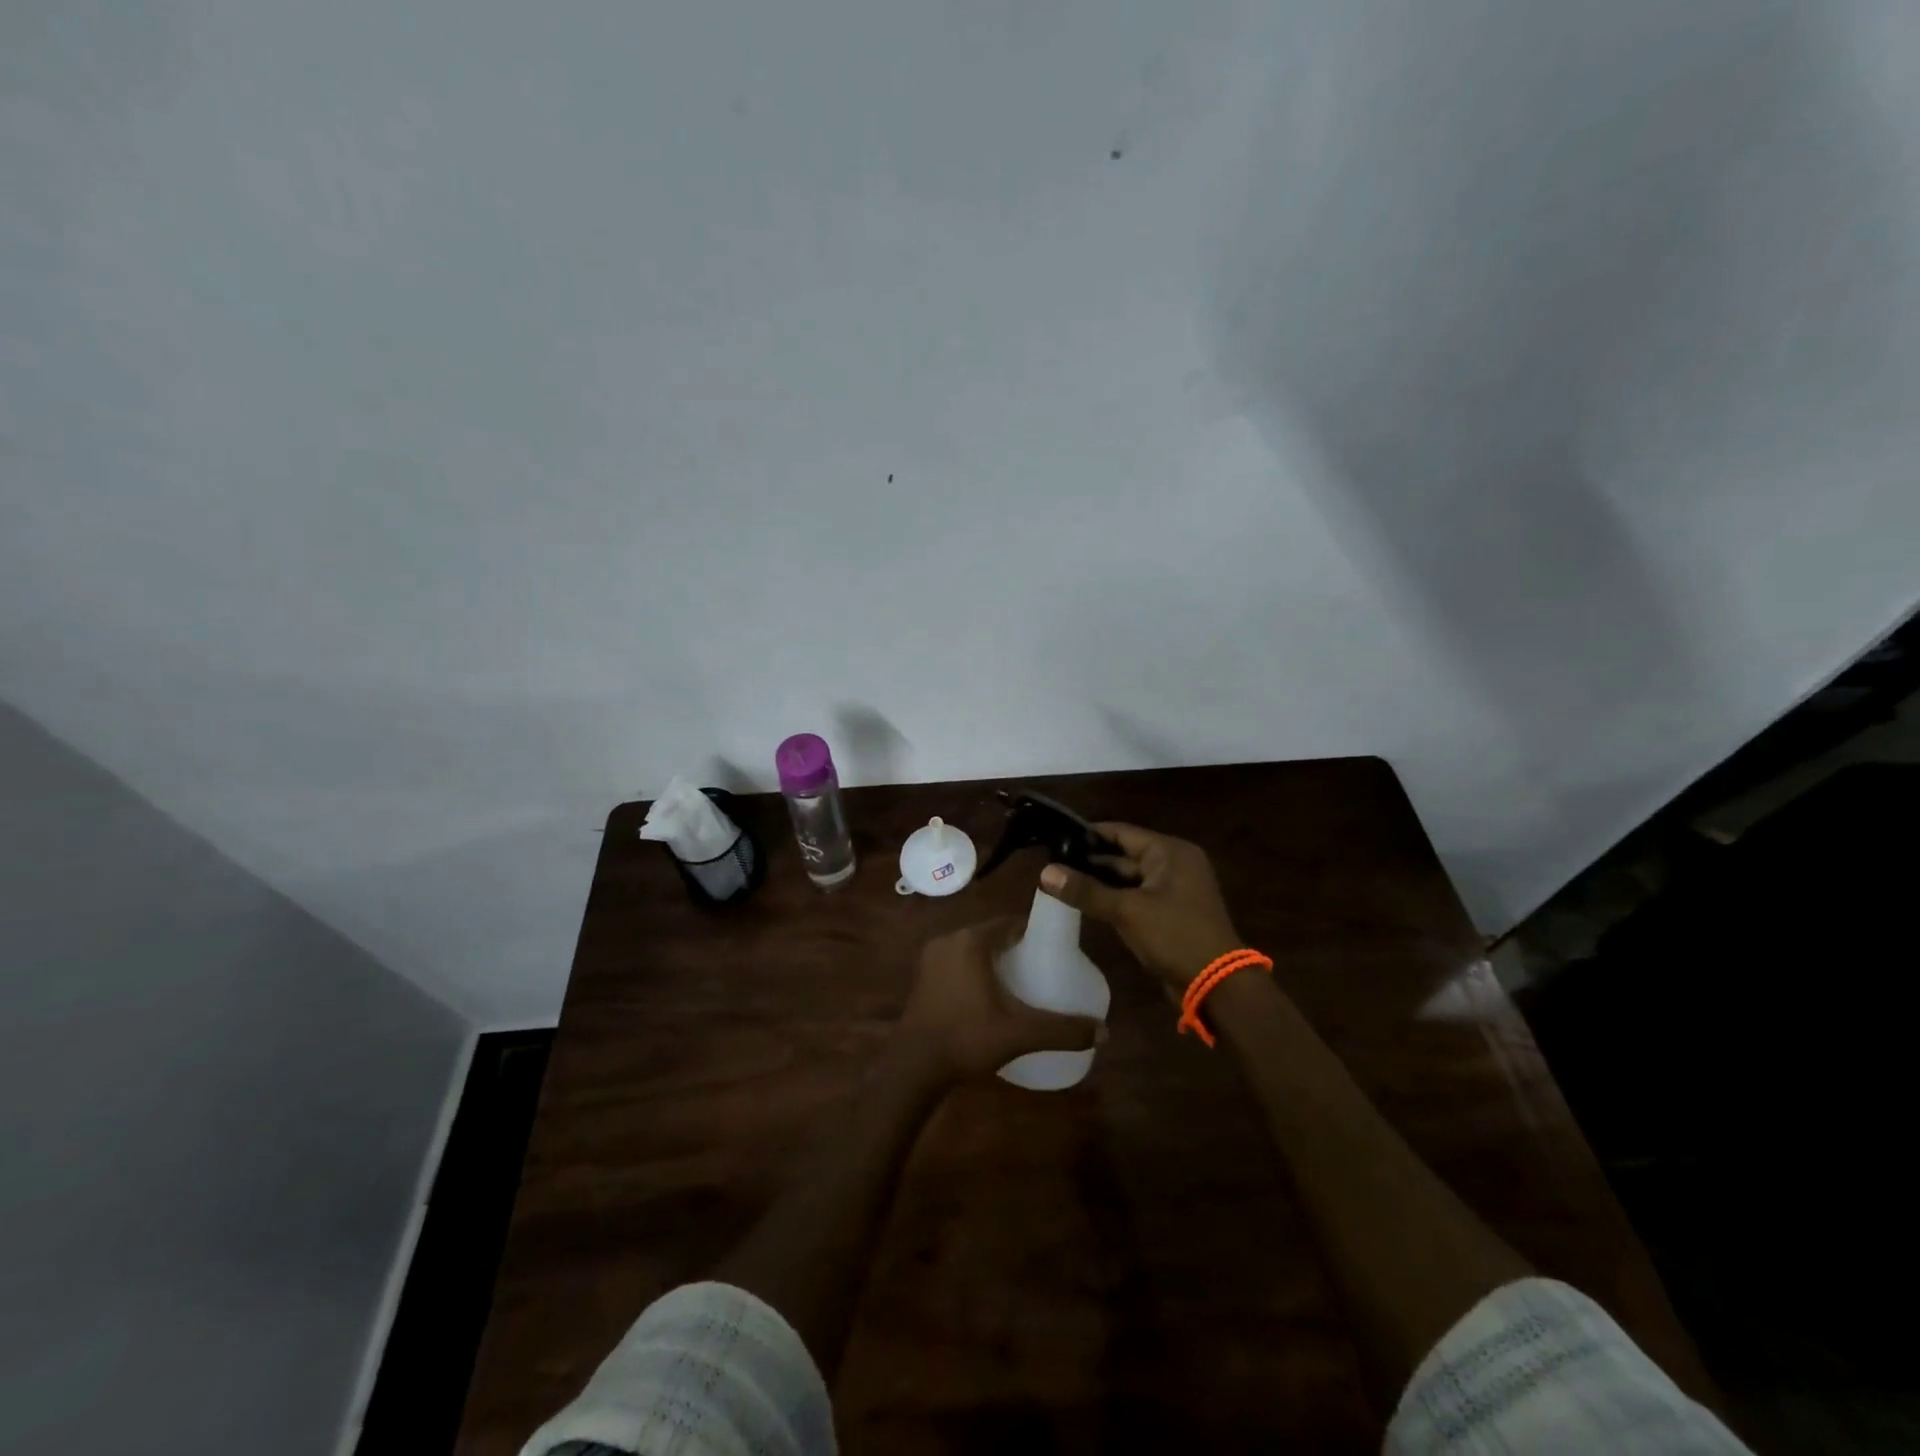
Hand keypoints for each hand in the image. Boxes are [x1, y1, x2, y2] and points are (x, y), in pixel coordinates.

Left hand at [894, 919, 1102, 1081]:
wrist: (913, 1066)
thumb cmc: (967, 1038)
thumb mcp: (1020, 1034)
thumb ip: (1062, 1030)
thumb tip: (1105, 1032)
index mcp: (970, 941)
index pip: (1009, 923)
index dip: (1033, 931)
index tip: (1054, 947)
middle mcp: (948, 940)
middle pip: (990, 934)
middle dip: (1015, 947)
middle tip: (1041, 966)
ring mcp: (931, 958)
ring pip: (971, 948)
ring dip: (992, 958)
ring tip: (1019, 981)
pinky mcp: (922, 977)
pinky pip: (955, 962)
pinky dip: (973, 970)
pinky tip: (988, 994)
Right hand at [1040, 822, 1241, 990]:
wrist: (1218, 986)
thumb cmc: (1175, 936)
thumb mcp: (1127, 911)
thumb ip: (1086, 890)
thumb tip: (1045, 872)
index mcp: (1170, 852)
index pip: (1121, 832)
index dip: (1088, 834)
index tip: (1055, 837)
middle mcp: (1174, 864)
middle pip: (1123, 855)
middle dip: (1090, 861)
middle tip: (1051, 862)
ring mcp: (1173, 890)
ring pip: (1127, 878)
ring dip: (1099, 882)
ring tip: (1060, 880)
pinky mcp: (1169, 913)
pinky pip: (1135, 897)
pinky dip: (1113, 898)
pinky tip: (1084, 902)